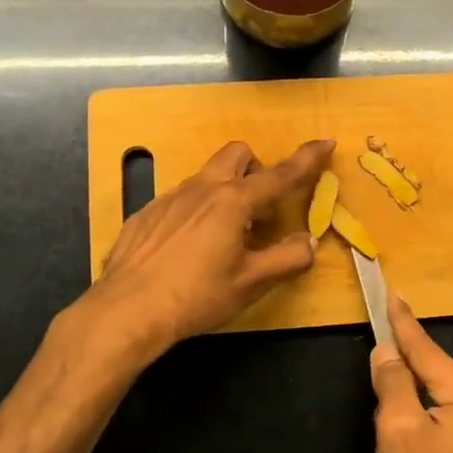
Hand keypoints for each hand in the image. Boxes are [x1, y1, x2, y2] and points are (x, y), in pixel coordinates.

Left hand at [85, 138, 333, 356]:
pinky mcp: (146, 214)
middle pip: (237, 155)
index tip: (326, 142)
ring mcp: (169, 198)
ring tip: (226, 237)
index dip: (307, 159)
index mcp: (233, 201)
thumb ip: (287, 259)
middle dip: (257, 169)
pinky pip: (181, 199)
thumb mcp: (251, 283)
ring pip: (207, 177)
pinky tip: (189, 249)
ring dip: (227, 193)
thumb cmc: (196, 296)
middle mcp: (202, 189)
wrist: (127, 310)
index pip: (280, 174)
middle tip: (262, 209)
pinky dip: (197, 212)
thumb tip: (307, 242)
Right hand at [369, 291, 452, 452]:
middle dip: (408, 352)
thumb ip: (393, 382)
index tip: (393, 292)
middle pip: (438, 369)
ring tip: (390, 358)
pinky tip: (408, 401)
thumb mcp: (397, 430)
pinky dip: (425, 401)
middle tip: (384, 323)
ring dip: (415, 379)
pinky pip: (448, 410)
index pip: (428, 351)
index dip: (404, 323)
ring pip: (442, 390)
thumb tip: (386, 351)